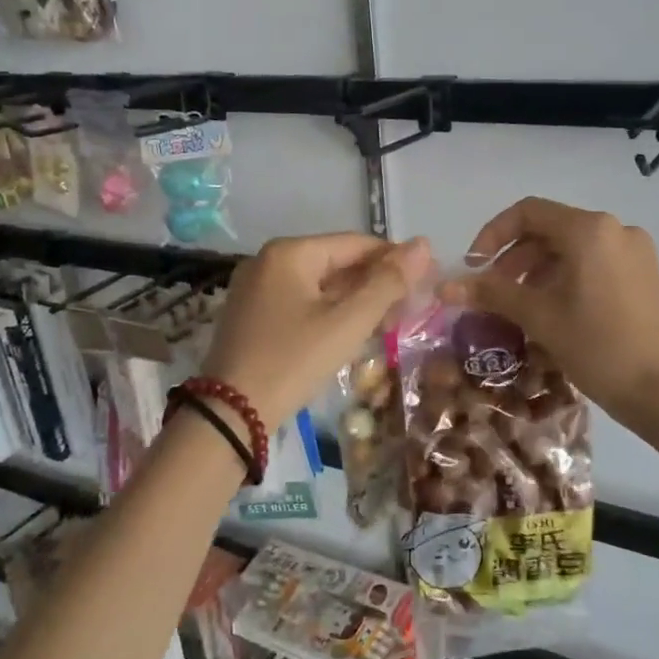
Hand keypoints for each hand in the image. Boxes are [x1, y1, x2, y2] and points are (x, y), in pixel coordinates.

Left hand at [201, 233, 431, 423]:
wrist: (230, 414)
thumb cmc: (293, 361)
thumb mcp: (347, 323)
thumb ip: (388, 283)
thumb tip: (423, 245)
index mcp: (290, 252)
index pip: (355, 244)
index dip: (395, 259)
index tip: (427, 280)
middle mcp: (268, 260)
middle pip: (336, 262)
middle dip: (374, 282)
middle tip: (410, 308)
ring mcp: (255, 287)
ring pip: (318, 284)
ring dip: (354, 299)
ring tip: (388, 322)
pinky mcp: (251, 314)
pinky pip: (300, 301)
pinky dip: (328, 311)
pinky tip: (350, 331)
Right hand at [442, 198, 658, 428]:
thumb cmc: (599, 347)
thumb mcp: (540, 317)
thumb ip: (492, 293)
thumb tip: (445, 286)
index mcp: (589, 230)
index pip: (528, 212)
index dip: (493, 234)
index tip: (474, 267)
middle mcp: (615, 229)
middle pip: (550, 228)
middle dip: (514, 256)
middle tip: (492, 291)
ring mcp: (634, 251)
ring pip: (572, 247)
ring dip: (537, 269)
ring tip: (518, 304)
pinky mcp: (644, 274)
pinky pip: (594, 262)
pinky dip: (565, 277)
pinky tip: (552, 309)